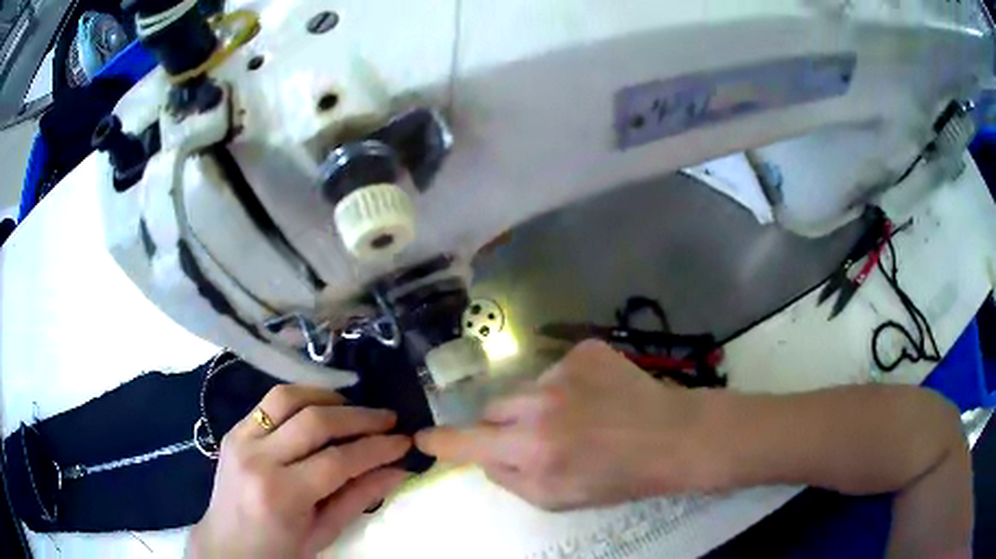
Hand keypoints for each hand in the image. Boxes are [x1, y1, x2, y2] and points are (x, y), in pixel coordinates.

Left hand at [188, 385, 410, 557]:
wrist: (228, 545)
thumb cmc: (279, 550)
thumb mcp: (323, 532)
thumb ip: (359, 498)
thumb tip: (398, 470)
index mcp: (281, 495)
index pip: (337, 461)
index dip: (376, 448)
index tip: (404, 441)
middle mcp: (257, 458)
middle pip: (315, 421)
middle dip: (359, 417)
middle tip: (389, 419)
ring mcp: (240, 438)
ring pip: (288, 397)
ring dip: (328, 397)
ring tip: (356, 407)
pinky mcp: (234, 430)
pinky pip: (270, 402)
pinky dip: (301, 398)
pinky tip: (322, 408)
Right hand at [416, 340, 710, 509]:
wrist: (674, 437)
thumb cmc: (618, 478)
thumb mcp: (557, 498)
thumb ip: (510, 480)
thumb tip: (485, 457)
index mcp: (533, 448)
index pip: (469, 441)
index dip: (442, 442)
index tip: (423, 437)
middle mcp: (541, 404)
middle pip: (494, 408)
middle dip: (502, 425)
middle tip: (532, 439)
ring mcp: (564, 369)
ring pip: (527, 388)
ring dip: (538, 405)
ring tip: (577, 419)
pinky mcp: (586, 349)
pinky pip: (557, 369)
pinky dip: (567, 385)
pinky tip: (596, 397)